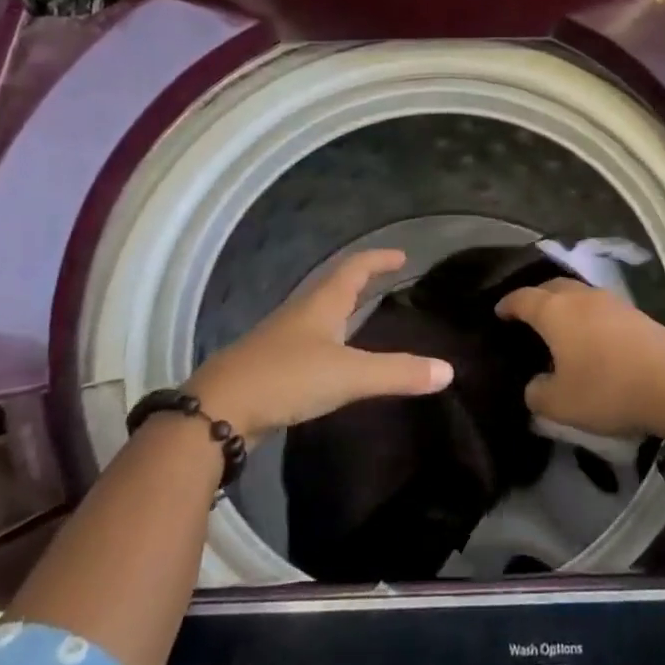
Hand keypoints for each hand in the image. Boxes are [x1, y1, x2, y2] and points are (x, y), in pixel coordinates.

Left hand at [186, 250, 452, 444]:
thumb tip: (447, 370)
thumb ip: (397, 373)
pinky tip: (331, 360)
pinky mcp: (269, 365)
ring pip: (318, 314)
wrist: (217, 410)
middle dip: (361, 281)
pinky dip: (327, 340)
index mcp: (322, 303)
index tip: (401, 255)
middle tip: (387, 282)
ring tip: (363, 317)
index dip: (378, 259)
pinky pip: (307, 342)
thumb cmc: (287, 378)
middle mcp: (301, 312)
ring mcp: (281, 338)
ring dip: (342, 310)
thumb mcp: (348, 376)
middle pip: (334, 286)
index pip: (355, 268)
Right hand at [496, 278, 664, 437]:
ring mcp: (612, 301)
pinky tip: (592, 336)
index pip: (523, 298)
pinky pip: (600, 307)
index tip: (499, 311)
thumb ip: (538, 394)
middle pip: (552, 286)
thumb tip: (535, 386)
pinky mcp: (636, 313)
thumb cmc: (607, 388)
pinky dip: (588, 316)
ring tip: (560, 325)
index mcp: (554, 311)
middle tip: (527, 314)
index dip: (508, 304)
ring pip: (578, 294)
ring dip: (565, 304)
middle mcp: (580, 296)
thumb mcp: (561, 403)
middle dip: (536, 297)